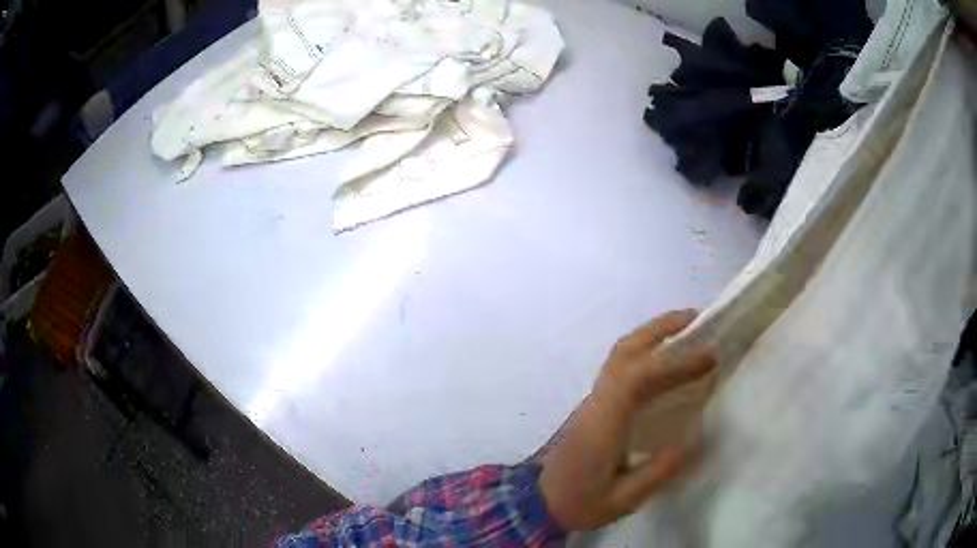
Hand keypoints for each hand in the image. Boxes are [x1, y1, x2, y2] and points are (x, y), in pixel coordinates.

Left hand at [539, 310, 715, 530]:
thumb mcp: (622, 500)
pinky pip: (620, 367)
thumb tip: (692, 439)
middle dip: (662, 329)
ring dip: (653, 335)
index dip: (676, 362)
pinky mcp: (595, 404)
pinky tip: (665, 360)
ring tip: (687, 330)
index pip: (640, 378)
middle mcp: (598, 402)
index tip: (711, 356)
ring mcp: (593, 400)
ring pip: (621, 354)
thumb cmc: (578, 503)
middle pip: (626, 351)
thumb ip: (657, 472)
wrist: (538, 503)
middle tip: (698, 319)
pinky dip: (645, 352)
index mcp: (604, 424)